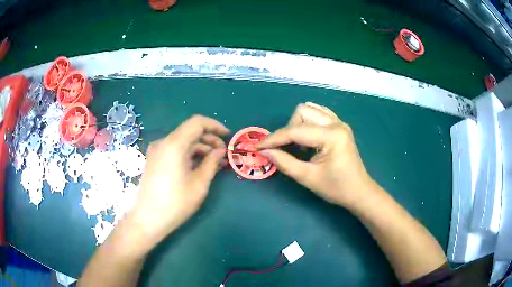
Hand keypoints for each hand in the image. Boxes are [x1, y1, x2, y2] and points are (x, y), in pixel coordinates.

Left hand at [127, 115, 228, 249]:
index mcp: (174, 144)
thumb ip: (211, 163)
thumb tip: (220, 151)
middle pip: (190, 132)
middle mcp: (163, 143)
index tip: (227, 136)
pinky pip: (175, 151)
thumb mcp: (199, 184)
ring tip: (214, 164)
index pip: (197, 122)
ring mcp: (157, 152)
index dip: (214, 126)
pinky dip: (189, 155)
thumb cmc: (175, 203)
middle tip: (223, 155)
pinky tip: (199, 167)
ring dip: (200, 149)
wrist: (147, 219)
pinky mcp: (154, 160)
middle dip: (209, 140)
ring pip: (183, 143)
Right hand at [259, 102, 374, 207]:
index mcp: (332, 136)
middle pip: (302, 111)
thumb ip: (284, 162)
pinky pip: (319, 113)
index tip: (258, 147)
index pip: (296, 131)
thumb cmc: (336, 188)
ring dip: (298, 123)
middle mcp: (336, 123)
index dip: (274, 139)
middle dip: (289, 129)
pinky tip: (308, 138)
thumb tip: (263, 151)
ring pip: (310, 109)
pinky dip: (308, 122)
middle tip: (286, 149)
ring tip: (298, 144)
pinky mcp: (340, 126)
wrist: (359, 191)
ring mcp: (340, 122)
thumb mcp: (308, 178)